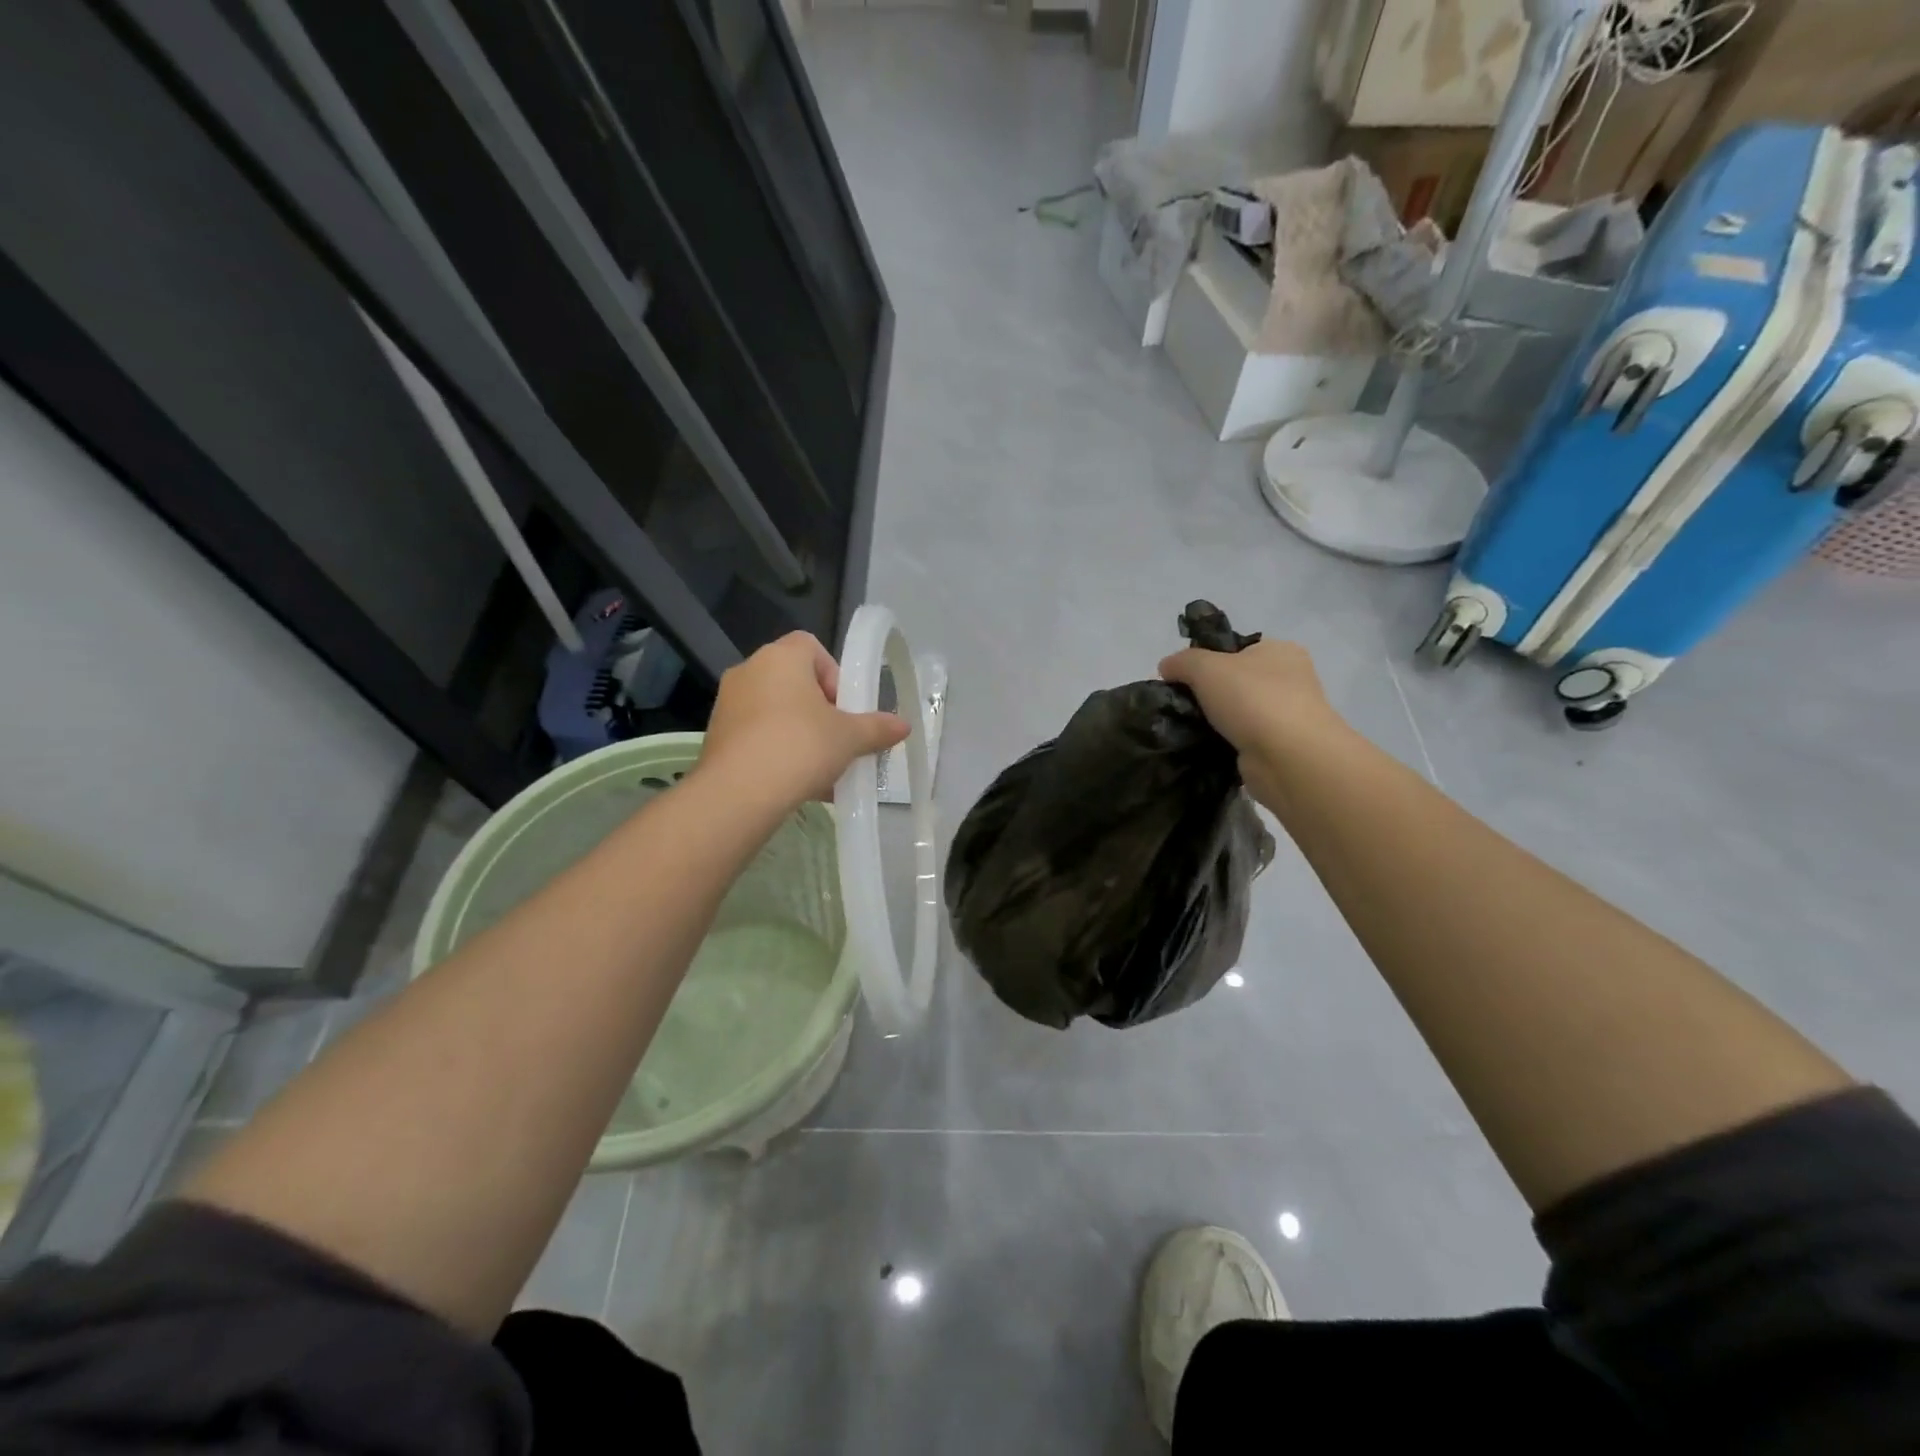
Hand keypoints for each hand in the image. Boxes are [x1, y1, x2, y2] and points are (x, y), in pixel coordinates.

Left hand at [696, 632, 908, 809]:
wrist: (738, 793)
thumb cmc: (800, 747)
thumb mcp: (850, 738)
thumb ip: (877, 728)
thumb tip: (903, 725)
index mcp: (781, 657)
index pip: (811, 647)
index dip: (834, 674)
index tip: (845, 707)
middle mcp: (749, 671)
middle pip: (794, 682)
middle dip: (819, 711)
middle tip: (837, 740)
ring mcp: (728, 704)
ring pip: (775, 712)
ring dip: (800, 734)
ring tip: (821, 771)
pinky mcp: (716, 736)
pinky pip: (757, 736)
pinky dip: (777, 753)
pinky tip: (797, 785)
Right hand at [1159, 639, 1344, 808]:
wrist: (1288, 758)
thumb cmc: (1252, 699)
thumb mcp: (1205, 667)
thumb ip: (1181, 662)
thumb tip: (1166, 668)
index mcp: (1280, 651)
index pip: (1235, 649)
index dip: (1205, 660)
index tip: (1180, 678)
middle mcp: (1290, 680)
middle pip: (1234, 681)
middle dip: (1207, 693)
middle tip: (1180, 705)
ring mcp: (1287, 716)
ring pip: (1237, 712)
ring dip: (1214, 721)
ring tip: (1186, 728)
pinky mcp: (1278, 747)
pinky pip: (1241, 739)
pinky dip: (1223, 743)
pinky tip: (1203, 747)